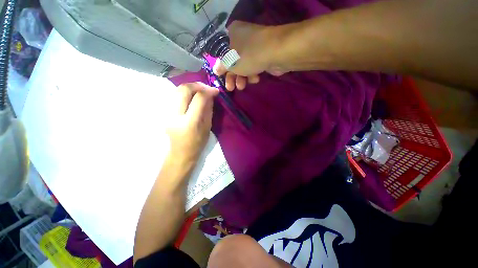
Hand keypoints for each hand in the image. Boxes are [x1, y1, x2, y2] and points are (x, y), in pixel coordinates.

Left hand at [166, 83, 218, 167]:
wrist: (181, 153)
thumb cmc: (198, 143)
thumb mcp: (207, 127)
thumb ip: (208, 109)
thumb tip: (210, 95)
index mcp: (190, 122)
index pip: (198, 99)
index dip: (208, 91)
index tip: (215, 91)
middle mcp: (175, 115)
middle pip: (184, 89)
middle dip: (197, 85)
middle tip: (207, 88)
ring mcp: (167, 113)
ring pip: (176, 90)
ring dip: (190, 87)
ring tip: (200, 90)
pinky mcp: (164, 112)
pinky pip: (174, 95)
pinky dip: (184, 92)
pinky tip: (191, 95)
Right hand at [214, 21, 286, 90]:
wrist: (277, 53)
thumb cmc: (249, 55)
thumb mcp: (231, 62)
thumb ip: (222, 66)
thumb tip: (215, 70)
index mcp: (232, 34)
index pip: (222, 51)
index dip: (221, 66)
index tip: (220, 77)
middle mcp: (243, 39)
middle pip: (233, 61)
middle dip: (232, 77)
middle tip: (230, 88)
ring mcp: (255, 48)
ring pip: (244, 66)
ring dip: (242, 78)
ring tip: (241, 87)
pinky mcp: (264, 56)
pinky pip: (254, 66)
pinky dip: (253, 74)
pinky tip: (256, 78)